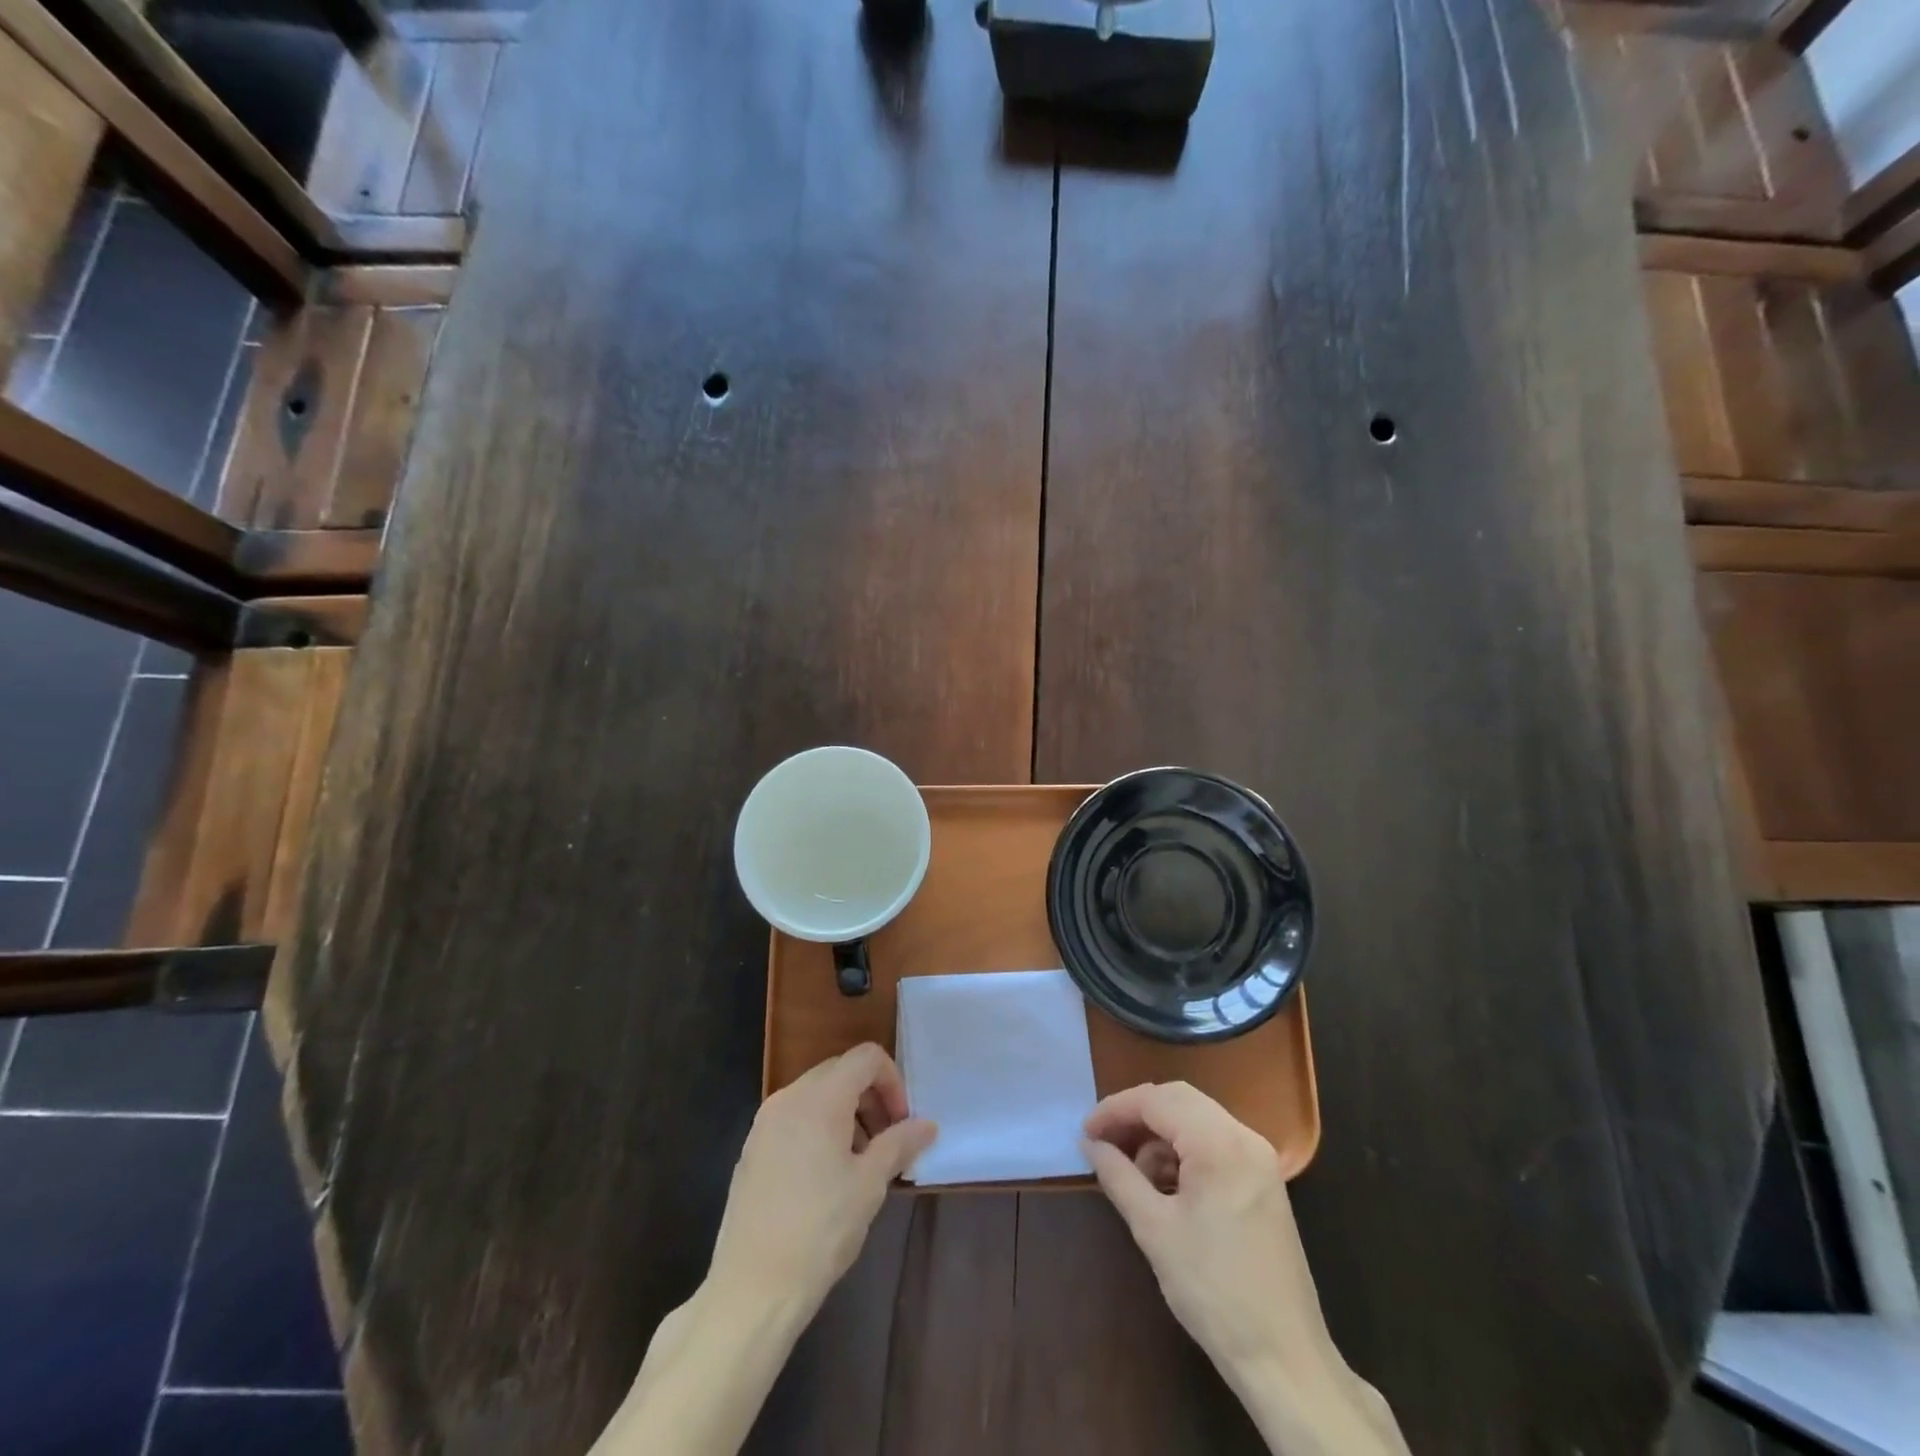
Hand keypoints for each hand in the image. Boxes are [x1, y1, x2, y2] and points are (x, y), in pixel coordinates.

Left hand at [708, 1043, 936, 1317]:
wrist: (751, 1290)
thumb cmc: (819, 1230)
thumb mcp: (869, 1185)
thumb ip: (899, 1144)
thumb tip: (927, 1125)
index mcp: (820, 1098)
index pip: (865, 1058)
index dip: (893, 1081)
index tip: (902, 1123)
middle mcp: (789, 1098)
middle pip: (840, 1072)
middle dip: (871, 1097)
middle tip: (888, 1141)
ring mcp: (765, 1123)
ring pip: (817, 1095)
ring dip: (847, 1114)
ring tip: (861, 1163)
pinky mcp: (752, 1149)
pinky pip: (795, 1118)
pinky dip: (820, 1129)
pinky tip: (827, 1177)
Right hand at [1084, 1082, 1406, 1454]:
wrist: (1284, 1359)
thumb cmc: (1213, 1291)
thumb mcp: (1154, 1230)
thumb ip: (1118, 1175)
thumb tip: (1090, 1143)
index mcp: (1220, 1143)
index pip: (1156, 1100)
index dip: (1115, 1109)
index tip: (1086, 1131)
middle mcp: (1244, 1137)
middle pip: (1178, 1099)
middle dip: (1136, 1116)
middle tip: (1104, 1142)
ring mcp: (1259, 1158)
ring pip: (1196, 1118)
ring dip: (1159, 1135)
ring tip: (1132, 1173)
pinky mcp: (1263, 1180)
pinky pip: (1214, 1142)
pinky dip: (1183, 1152)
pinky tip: (1164, 1186)